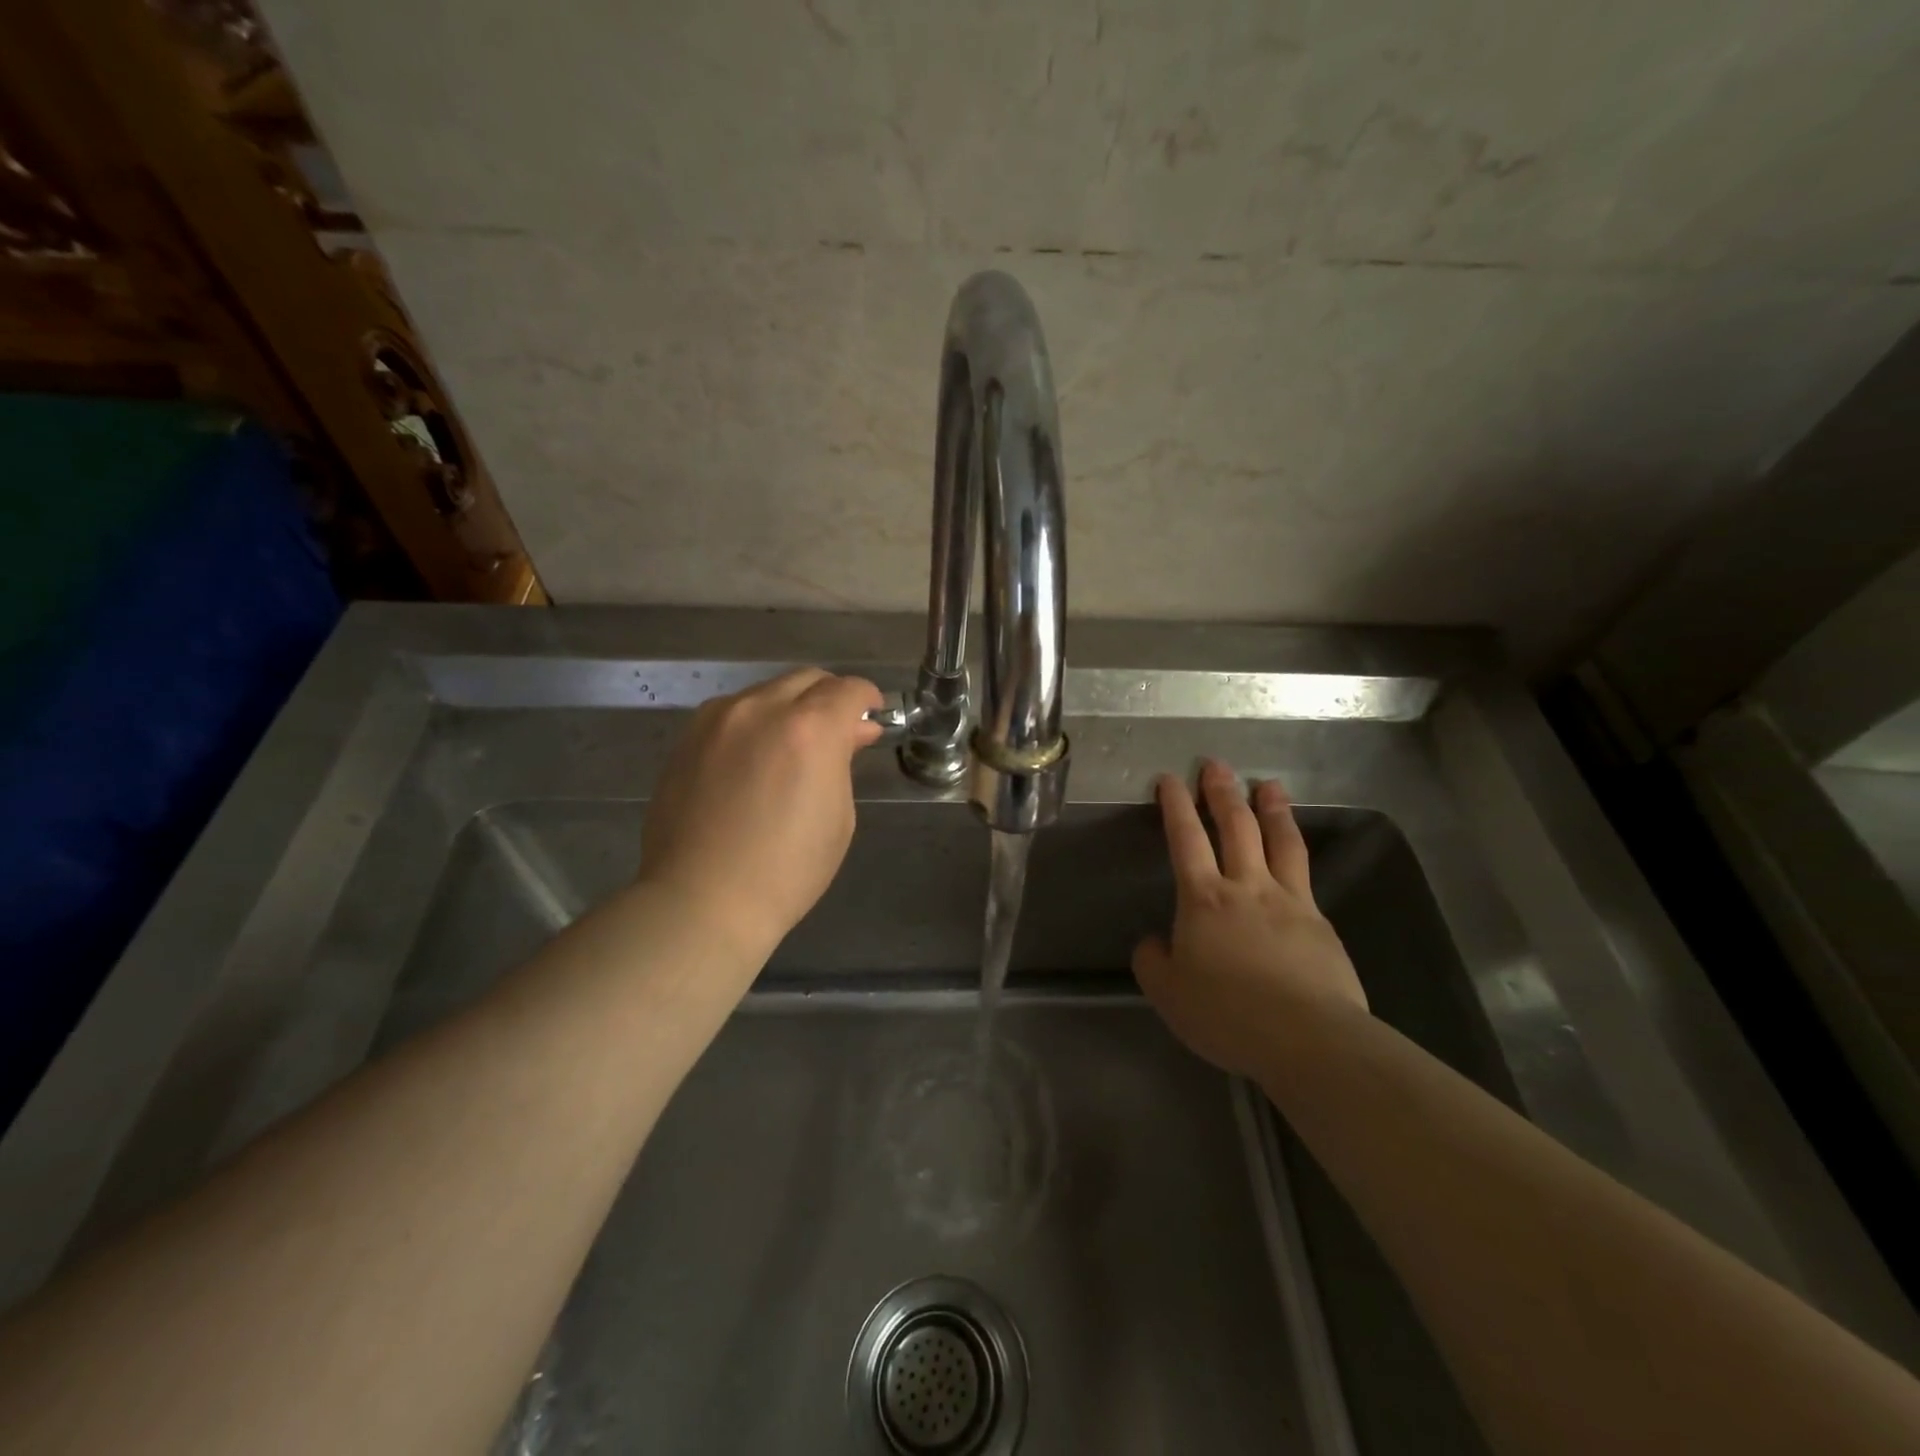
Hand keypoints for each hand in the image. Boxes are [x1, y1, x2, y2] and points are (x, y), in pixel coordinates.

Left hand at [638, 668, 883, 958]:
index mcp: (809, 729)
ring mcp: (718, 719)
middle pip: (807, 679)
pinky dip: (755, 722)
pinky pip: (733, 712)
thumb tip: (851, 733)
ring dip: (790, 708)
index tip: (871, 719)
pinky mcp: (688, 737)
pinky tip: (754, 758)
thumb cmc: (786, 870)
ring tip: (793, 747)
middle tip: (837, 733)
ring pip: (767, 692)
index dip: (867, 700)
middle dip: (830, 698)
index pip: (849, 690)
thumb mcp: (838, 818)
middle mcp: (761, 709)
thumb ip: (843, 762)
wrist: (701, 900)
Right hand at [1133, 760, 1367, 1077]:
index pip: (1186, 839)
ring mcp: (1289, 901)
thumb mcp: (1169, 994)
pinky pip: (1305, 876)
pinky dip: (1296, 854)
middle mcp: (1247, 887)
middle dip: (1222, 792)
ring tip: (1269, 784)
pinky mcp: (1320, 923)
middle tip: (1217, 765)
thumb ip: (1153, 962)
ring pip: (1280, 841)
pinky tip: (1295, 854)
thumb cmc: (1227, 1014)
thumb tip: (1154, 942)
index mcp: (1204, 899)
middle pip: (1236, 826)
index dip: (1175, 805)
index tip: (1170, 778)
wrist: (1308, 1038)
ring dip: (1272, 808)